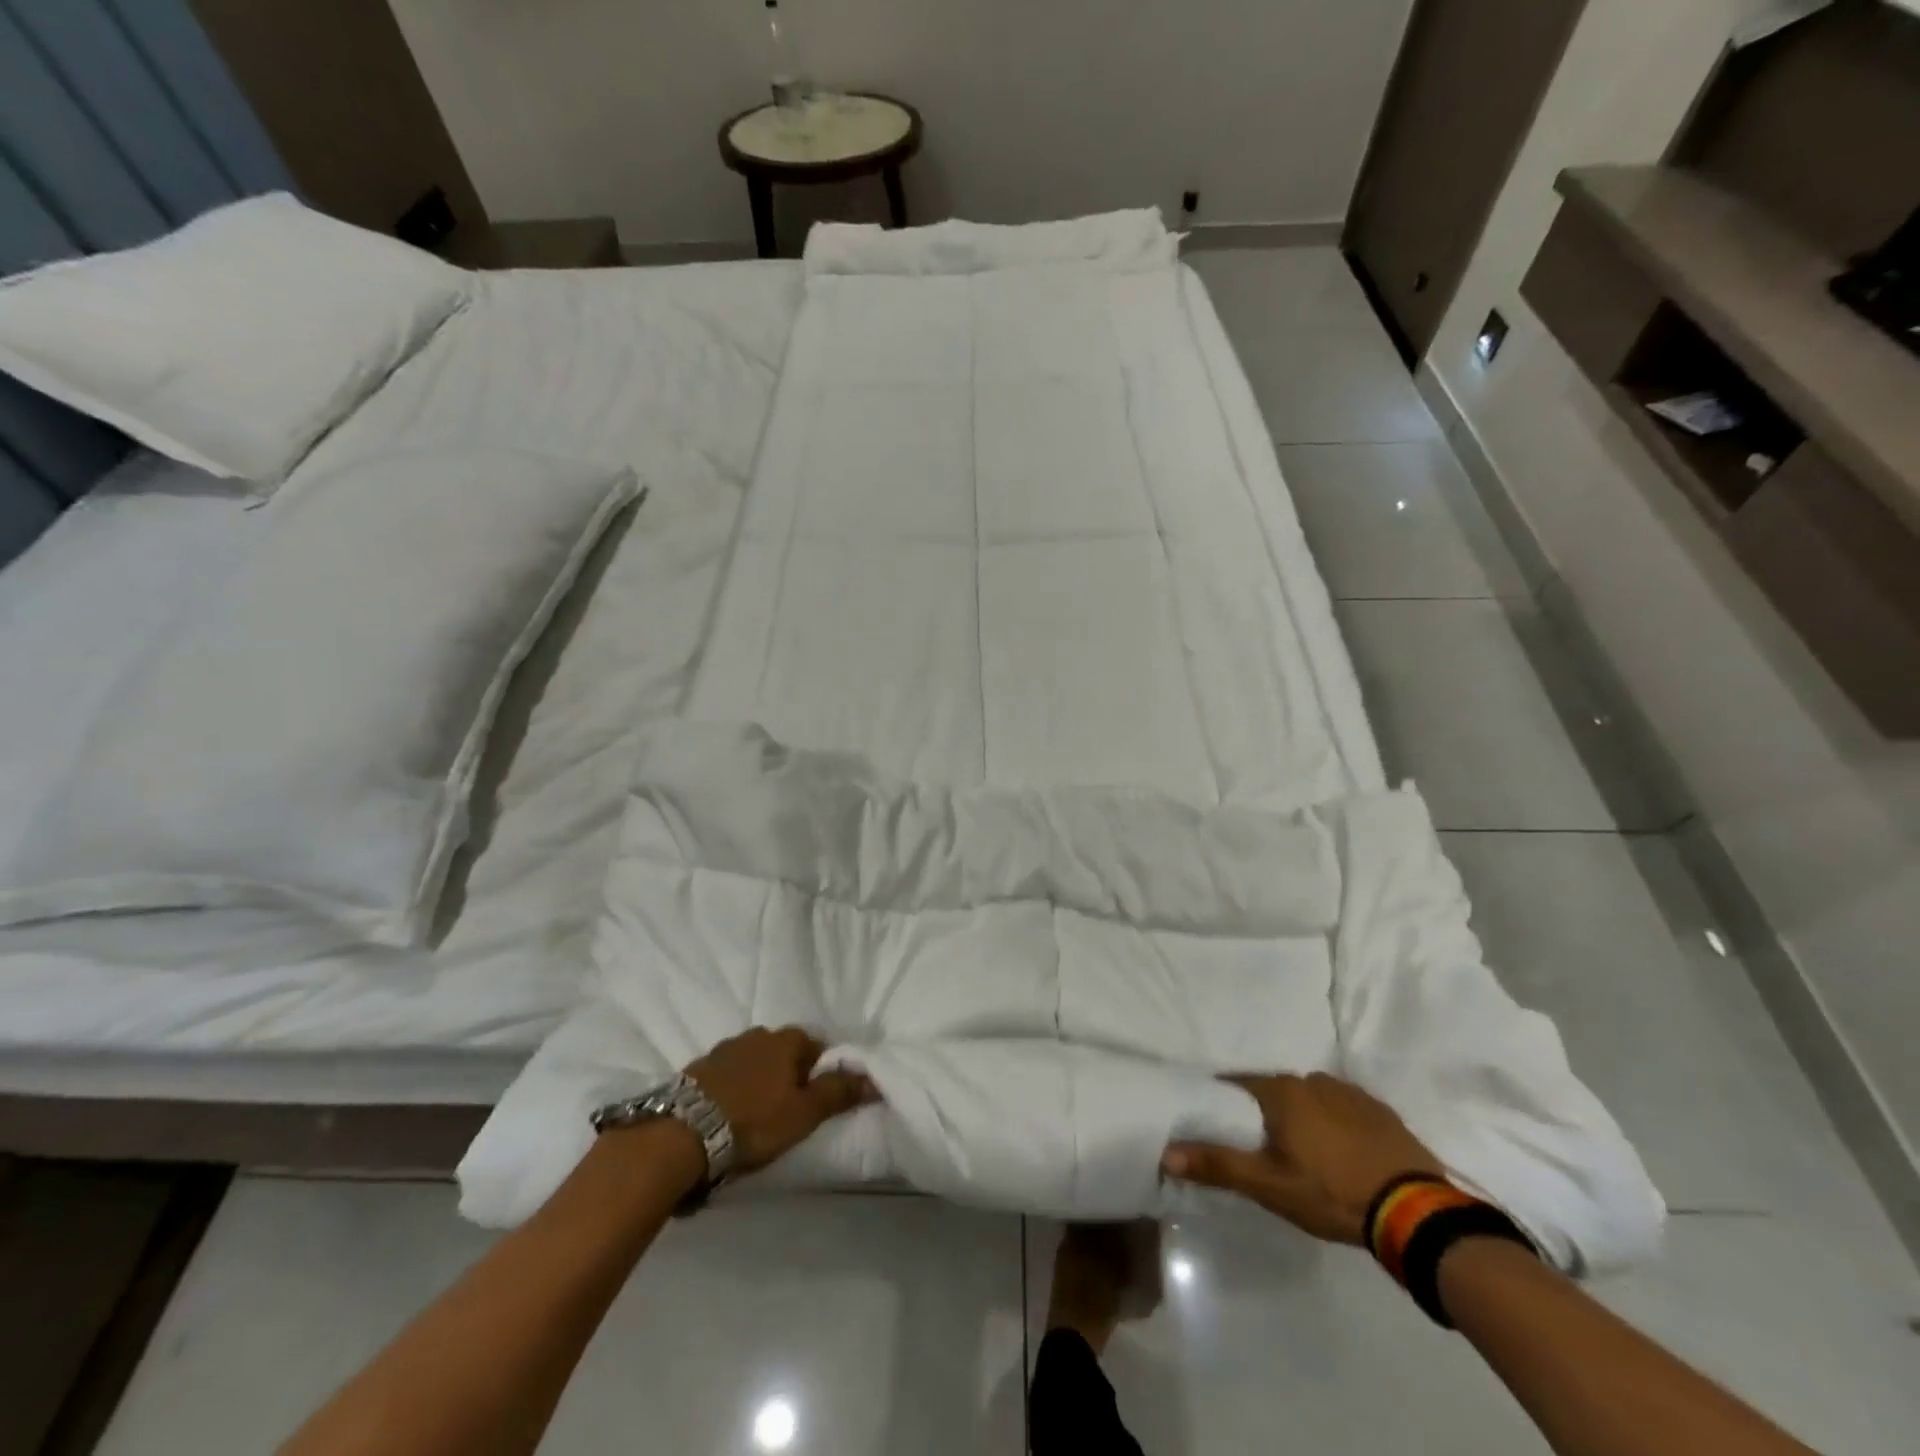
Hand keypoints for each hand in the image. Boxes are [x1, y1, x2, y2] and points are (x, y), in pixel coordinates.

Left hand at [684, 1026, 875, 1175]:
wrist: (680, 1137)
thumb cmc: (754, 1122)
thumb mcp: (804, 1113)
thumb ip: (839, 1093)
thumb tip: (875, 1078)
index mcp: (786, 1039)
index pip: (816, 1046)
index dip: (820, 1073)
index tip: (816, 1102)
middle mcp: (756, 1035)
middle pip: (783, 1052)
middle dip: (788, 1075)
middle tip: (787, 1111)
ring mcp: (722, 1049)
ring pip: (753, 1062)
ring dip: (758, 1081)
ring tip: (755, 1116)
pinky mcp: (695, 1069)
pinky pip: (725, 1075)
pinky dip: (731, 1089)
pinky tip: (726, 1114)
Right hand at [1162, 1072, 1442, 1244]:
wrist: (1416, 1213)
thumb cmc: (1331, 1192)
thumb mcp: (1268, 1185)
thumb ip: (1217, 1164)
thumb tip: (1165, 1152)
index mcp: (1281, 1090)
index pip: (1237, 1085)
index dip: (1225, 1104)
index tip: (1219, 1125)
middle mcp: (1312, 1079)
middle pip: (1274, 1092)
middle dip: (1264, 1114)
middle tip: (1261, 1148)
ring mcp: (1349, 1092)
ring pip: (1309, 1099)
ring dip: (1301, 1118)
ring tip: (1303, 1154)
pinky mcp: (1380, 1111)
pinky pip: (1343, 1110)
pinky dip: (1334, 1125)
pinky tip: (1341, 1154)